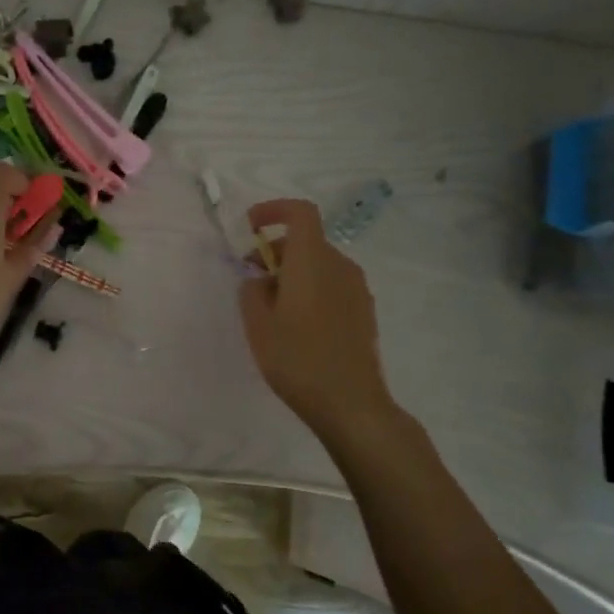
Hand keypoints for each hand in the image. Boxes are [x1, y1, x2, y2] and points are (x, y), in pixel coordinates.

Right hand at [237, 199, 396, 434]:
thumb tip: (259, 280)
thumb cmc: (297, 358)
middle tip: (251, 277)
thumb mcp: (257, 324)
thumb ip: (251, 291)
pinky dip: (310, 288)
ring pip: (320, 264)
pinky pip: (332, 284)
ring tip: (270, 306)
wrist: (350, 403)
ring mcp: (357, 289)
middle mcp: (340, 266)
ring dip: (293, 271)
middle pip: (307, 240)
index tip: (250, 227)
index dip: (274, 211)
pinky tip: (296, 323)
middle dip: (275, 249)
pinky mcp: (364, 311)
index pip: (300, 213)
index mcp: (312, 261)